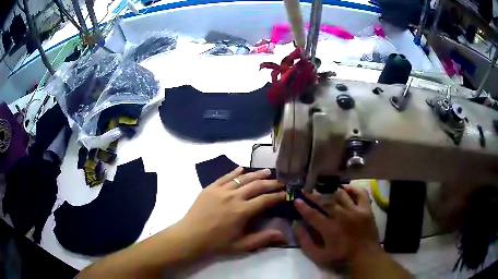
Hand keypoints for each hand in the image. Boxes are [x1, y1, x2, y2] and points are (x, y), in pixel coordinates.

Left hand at [175, 167, 285, 255]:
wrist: (190, 237)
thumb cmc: (217, 243)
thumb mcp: (241, 245)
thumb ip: (263, 239)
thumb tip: (283, 235)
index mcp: (242, 211)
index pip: (265, 200)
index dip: (277, 196)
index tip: (286, 193)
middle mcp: (233, 197)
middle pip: (257, 185)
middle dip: (271, 183)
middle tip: (280, 182)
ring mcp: (221, 190)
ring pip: (243, 178)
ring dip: (256, 174)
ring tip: (267, 172)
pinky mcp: (210, 188)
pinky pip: (225, 176)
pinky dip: (235, 172)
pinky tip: (242, 169)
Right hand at [293, 186, 380, 265]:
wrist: (365, 254)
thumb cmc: (341, 256)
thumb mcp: (318, 255)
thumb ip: (305, 241)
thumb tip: (296, 225)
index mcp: (329, 228)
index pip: (312, 214)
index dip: (302, 206)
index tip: (296, 200)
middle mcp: (341, 216)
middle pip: (325, 202)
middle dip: (313, 195)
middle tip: (305, 190)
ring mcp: (355, 210)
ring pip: (341, 195)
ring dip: (331, 191)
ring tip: (324, 189)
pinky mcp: (366, 208)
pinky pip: (360, 193)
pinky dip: (353, 188)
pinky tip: (346, 188)